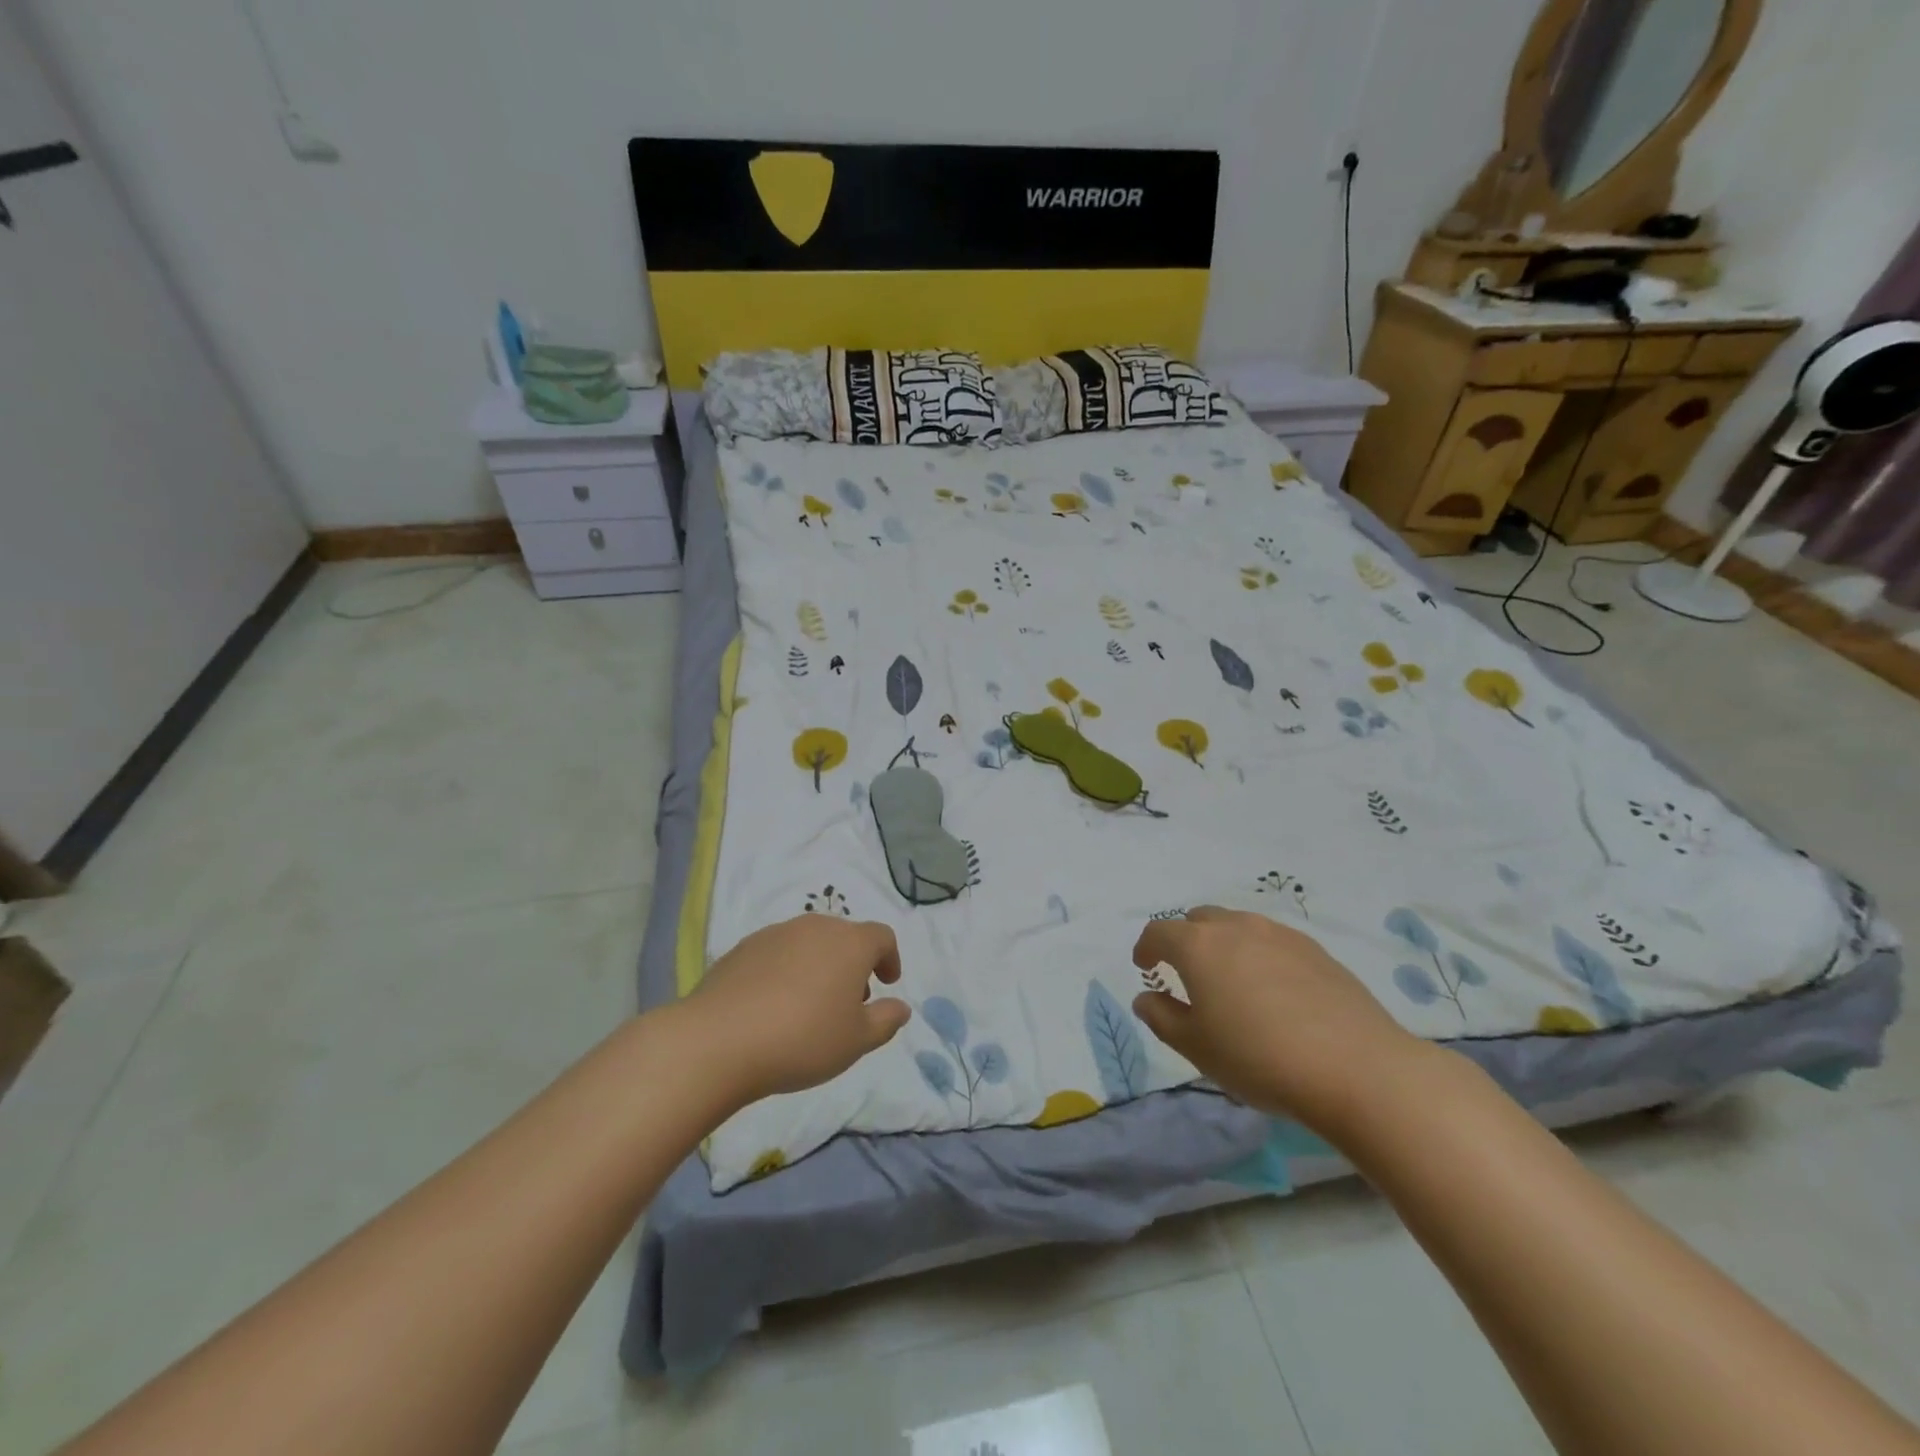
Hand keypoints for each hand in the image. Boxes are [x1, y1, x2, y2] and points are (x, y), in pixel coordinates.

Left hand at [681, 915, 910, 1105]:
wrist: (720, 1040)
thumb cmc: (803, 1039)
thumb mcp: (856, 1041)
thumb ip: (885, 1021)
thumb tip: (900, 1007)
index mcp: (850, 943)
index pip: (882, 937)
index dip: (890, 958)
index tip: (887, 983)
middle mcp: (815, 927)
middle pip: (844, 936)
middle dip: (853, 964)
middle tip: (849, 1000)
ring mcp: (776, 934)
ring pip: (809, 942)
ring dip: (819, 965)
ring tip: (810, 1005)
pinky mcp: (743, 948)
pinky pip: (777, 953)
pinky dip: (786, 970)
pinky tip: (774, 1005)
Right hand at [1131, 906, 1432, 1132]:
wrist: (1357, 1068)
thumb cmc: (1259, 1057)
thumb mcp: (1196, 1047)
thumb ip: (1162, 1017)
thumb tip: (1146, 997)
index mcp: (1198, 946)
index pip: (1158, 932)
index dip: (1146, 948)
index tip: (1146, 968)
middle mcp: (1236, 927)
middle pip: (1199, 920)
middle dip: (1185, 940)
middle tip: (1188, 974)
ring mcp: (1280, 934)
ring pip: (1238, 926)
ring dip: (1224, 945)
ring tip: (1232, 981)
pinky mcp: (1316, 950)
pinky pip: (1272, 941)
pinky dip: (1259, 955)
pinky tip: (1274, 992)